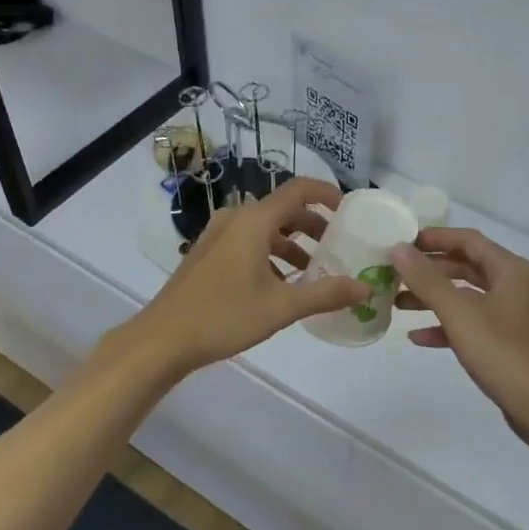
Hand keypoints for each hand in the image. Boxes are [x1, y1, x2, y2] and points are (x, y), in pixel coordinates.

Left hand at [123, 179, 367, 378]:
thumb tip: (365, 287)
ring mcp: (218, 235)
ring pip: (265, 228)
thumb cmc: (224, 316)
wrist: (162, 339)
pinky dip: (271, 254)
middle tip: (338, 247)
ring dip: (292, 243)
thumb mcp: (282, 307)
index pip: (299, 190)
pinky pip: (248, 242)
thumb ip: (326, 293)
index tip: (351, 211)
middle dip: (314, 225)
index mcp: (254, 221)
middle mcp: (236, 218)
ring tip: (314, 271)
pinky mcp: (208, 254)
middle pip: (283, 209)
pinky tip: (281, 284)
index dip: (328, 194)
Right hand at [391, 229, 528, 448]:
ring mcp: (512, 316)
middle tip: (395, 272)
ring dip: (433, 298)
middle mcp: (514, 286)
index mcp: (510, 270)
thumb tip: (398, 248)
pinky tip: (418, 337)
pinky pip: (472, 324)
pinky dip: (446, 326)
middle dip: (430, 270)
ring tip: (397, 303)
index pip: (468, 240)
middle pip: (466, 266)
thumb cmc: (504, 353)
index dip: (434, 238)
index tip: (402, 242)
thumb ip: (427, 280)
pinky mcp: (508, 343)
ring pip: (466, 297)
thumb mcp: (460, 313)